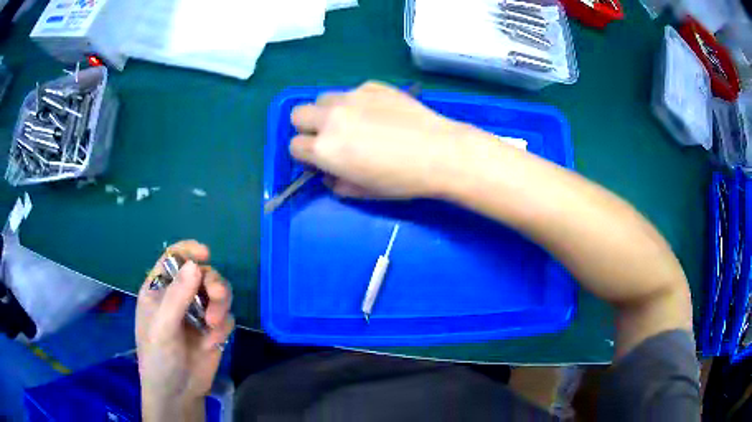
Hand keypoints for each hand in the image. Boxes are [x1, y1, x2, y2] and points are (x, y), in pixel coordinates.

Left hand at [136, 240, 233, 420]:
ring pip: (217, 292)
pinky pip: (227, 315)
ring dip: (220, 303)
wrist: (178, 393)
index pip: (173, 258)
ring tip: (215, 324)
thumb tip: (195, 264)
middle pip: (201, 273)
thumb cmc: (159, 357)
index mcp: (159, 289)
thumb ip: (177, 296)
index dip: (188, 251)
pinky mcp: (213, 330)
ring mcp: (197, 313)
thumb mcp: (163, 326)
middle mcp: (179, 297)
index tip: (205, 254)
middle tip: (215, 298)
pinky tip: (215, 341)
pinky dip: (224, 325)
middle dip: (211, 283)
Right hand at [289, 81, 480, 198]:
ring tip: (353, 122)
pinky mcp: (372, 85)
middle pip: (298, 114)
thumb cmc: (402, 180)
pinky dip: (356, 102)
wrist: (440, 152)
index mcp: (325, 148)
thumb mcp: (364, 192)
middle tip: (329, 137)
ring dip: (329, 111)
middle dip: (307, 127)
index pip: (294, 146)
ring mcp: (352, 97)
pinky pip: (352, 92)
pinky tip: (379, 113)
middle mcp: (331, 118)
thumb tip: (330, 174)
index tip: (320, 159)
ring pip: (323, 98)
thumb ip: (337, 183)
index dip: (305, 155)